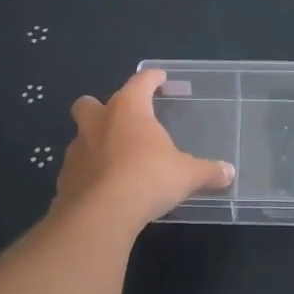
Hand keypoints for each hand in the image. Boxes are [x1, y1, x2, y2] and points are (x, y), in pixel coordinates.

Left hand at [56, 69, 235, 225]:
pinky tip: (102, 187)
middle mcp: (97, 122)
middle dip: (100, 107)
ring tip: (114, 160)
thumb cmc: (149, 178)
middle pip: (89, 104)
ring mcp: (76, 151)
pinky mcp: (64, 179)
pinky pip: (77, 169)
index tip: (160, 78)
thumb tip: (229, 172)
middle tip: (119, 120)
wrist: (102, 214)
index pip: (140, 82)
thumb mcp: (187, 175)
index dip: (152, 78)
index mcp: (128, 109)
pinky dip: (88, 174)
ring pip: (80, 137)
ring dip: (93, 143)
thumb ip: (207, 171)